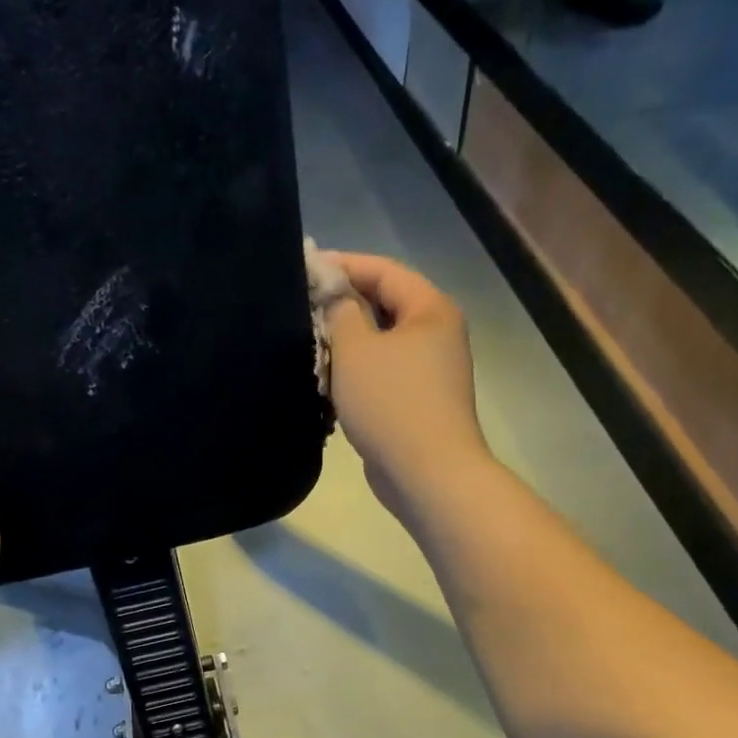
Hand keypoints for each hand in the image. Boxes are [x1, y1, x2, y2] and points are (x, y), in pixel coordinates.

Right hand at [325, 253, 491, 518]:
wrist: (426, 472)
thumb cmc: (390, 402)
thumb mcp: (356, 349)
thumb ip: (342, 312)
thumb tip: (338, 297)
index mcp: (429, 310)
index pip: (383, 270)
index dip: (343, 265)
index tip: (305, 269)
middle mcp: (436, 334)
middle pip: (384, 306)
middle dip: (342, 306)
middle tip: (301, 309)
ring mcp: (429, 372)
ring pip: (380, 344)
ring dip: (346, 343)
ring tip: (308, 345)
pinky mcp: (416, 403)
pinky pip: (381, 375)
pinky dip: (356, 373)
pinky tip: (327, 382)